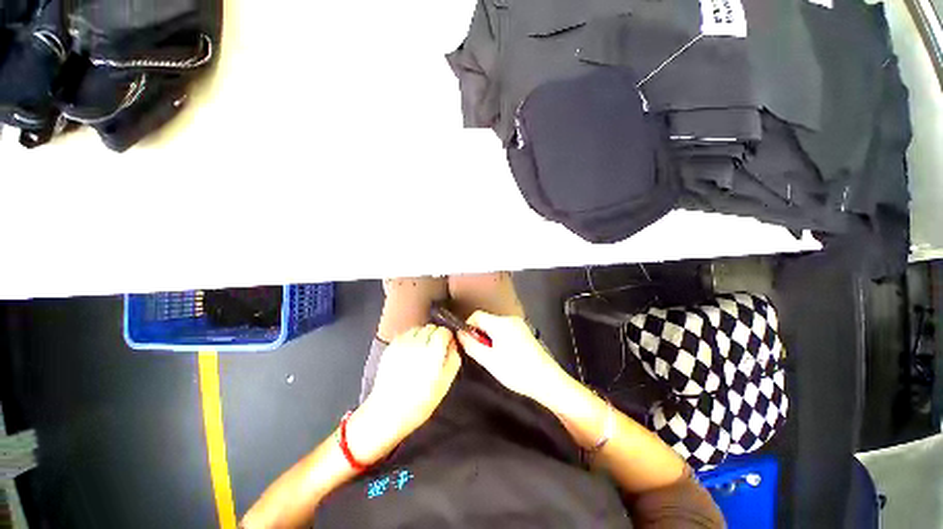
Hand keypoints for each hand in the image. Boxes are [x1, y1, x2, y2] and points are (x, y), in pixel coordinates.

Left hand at [348, 325, 461, 463]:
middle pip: (431, 327)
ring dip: (423, 336)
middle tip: (435, 351)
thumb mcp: (445, 384)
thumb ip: (453, 360)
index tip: (447, 346)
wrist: (387, 413)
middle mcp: (417, 344)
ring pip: (418, 329)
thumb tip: (453, 345)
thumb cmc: (418, 403)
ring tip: (422, 352)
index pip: (444, 331)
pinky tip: (411, 353)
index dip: (447, 338)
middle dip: (435, 336)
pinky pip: (405, 335)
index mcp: (433, 353)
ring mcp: (402, 344)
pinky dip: (411, 339)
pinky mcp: (391, 348)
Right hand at [456, 311, 569, 403]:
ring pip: (495, 327)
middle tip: (482, 354)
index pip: (476, 315)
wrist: (547, 381)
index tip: (468, 343)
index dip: (468, 327)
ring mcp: (519, 325)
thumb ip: (472, 345)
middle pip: (486, 321)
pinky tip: (504, 357)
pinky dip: (499, 340)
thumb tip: (460, 334)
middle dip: (480, 335)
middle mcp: (511, 320)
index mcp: (501, 323)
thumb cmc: (518, 371)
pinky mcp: (524, 333)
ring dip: (489, 339)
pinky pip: (505, 331)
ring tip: (493, 358)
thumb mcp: (489, 360)